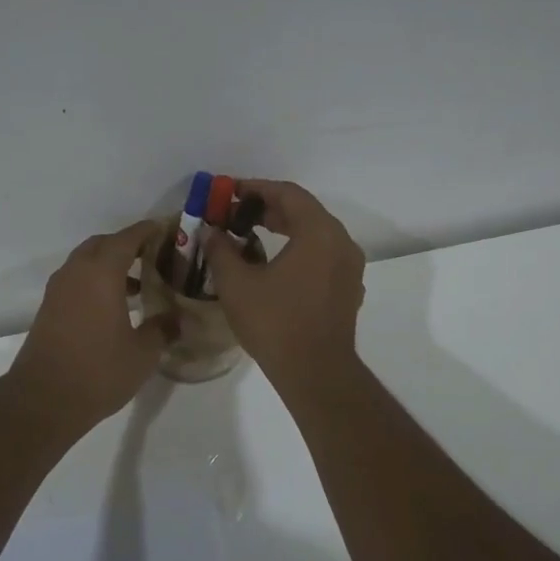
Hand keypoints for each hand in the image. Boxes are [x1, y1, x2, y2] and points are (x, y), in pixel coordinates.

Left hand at [8, 220, 167, 432]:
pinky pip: (76, 280)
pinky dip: (95, 281)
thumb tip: (175, 319)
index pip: (127, 238)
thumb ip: (162, 329)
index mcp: (101, 273)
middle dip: (127, 245)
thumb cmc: (98, 371)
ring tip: (137, 284)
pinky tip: (113, 306)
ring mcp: (58, 290)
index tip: (165, 230)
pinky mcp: (49, 308)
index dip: (147, 231)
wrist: (43, 399)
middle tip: (153, 257)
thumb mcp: (143, 354)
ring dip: (109, 264)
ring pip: (86, 261)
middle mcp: (76, 272)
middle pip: (103, 244)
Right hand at [203, 180, 365, 388]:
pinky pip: (323, 254)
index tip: (229, 191)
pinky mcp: (348, 288)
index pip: (287, 194)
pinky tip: (275, 264)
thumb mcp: (237, 283)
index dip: (256, 188)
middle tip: (236, 213)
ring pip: (315, 233)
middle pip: (304, 211)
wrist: (316, 372)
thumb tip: (210, 231)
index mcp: (319, 232)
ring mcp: (350, 267)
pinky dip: (299, 248)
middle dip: (268, 208)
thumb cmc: (275, 322)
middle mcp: (341, 242)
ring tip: (251, 234)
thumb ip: (220, 249)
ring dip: (284, 228)